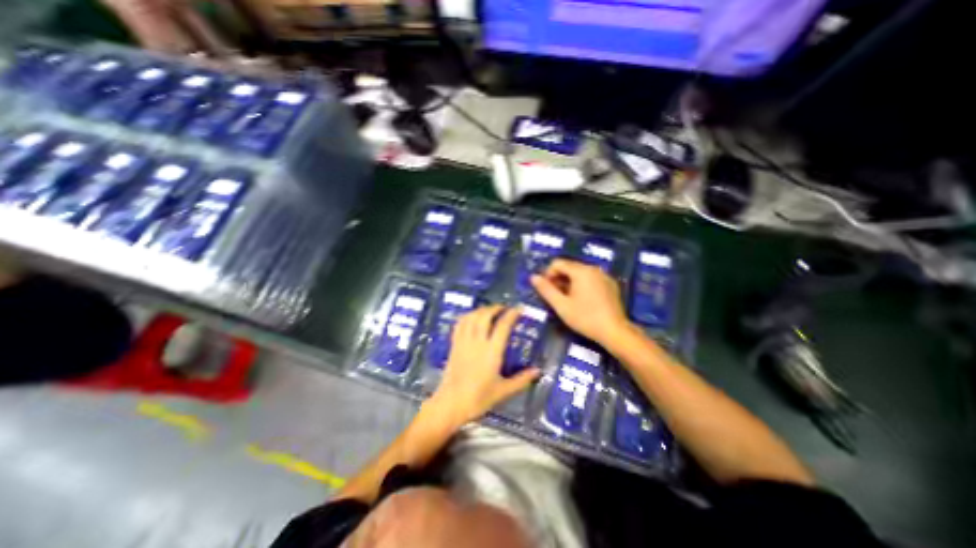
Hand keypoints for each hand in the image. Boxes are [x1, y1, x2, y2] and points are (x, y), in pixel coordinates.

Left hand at [430, 304, 545, 426]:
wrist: (451, 404)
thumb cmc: (478, 399)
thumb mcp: (503, 391)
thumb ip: (521, 380)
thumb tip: (538, 371)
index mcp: (491, 352)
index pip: (502, 326)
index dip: (512, 314)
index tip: (519, 309)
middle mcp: (477, 342)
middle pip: (485, 316)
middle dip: (496, 308)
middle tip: (504, 308)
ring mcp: (463, 342)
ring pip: (471, 317)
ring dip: (482, 310)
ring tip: (490, 311)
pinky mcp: (454, 345)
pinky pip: (459, 324)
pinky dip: (467, 316)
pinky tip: (472, 317)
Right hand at [532, 257, 629, 345]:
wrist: (615, 332)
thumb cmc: (585, 318)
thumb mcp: (561, 305)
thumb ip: (546, 290)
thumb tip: (533, 277)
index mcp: (581, 271)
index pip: (558, 263)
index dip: (548, 274)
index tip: (546, 289)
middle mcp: (593, 269)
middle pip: (569, 267)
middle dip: (558, 279)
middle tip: (555, 296)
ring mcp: (604, 276)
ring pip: (580, 273)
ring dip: (569, 282)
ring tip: (567, 299)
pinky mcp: (610, 284)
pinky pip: (591, 279)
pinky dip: (582, 285)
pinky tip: (582, 301)